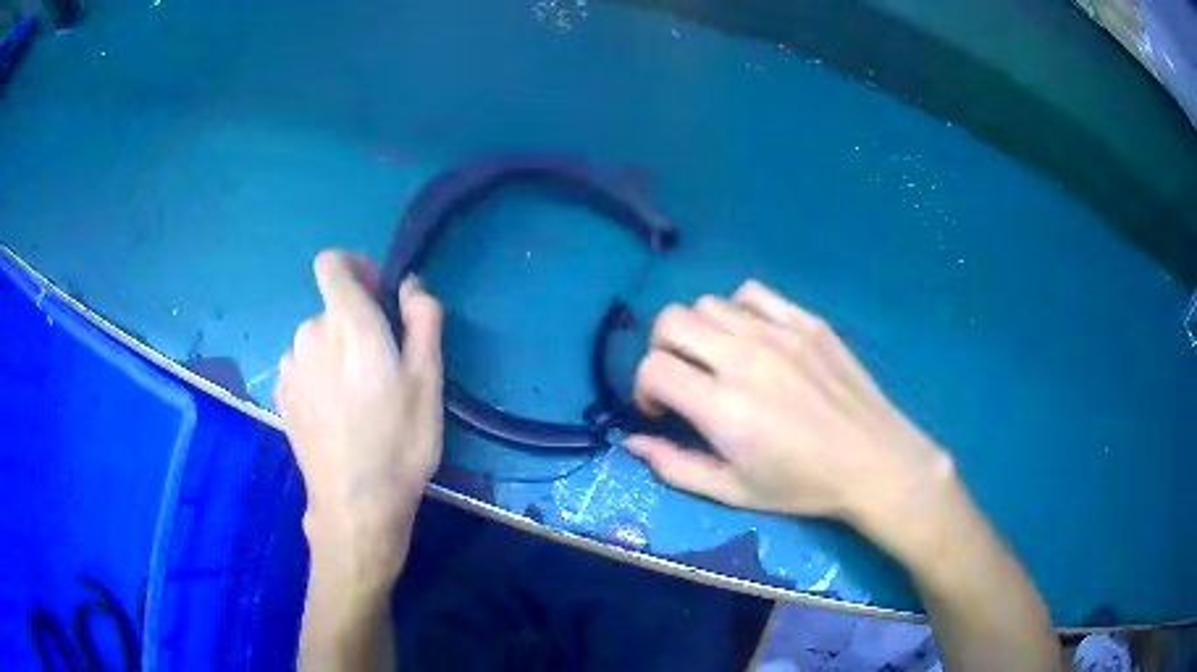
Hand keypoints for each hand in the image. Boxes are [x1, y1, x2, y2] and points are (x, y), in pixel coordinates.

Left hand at [275, 250, 442, 584]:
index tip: (377, 298)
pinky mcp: (281, 395)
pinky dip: (317, 376)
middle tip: (381, 370)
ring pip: (315, 340)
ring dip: (334, 353)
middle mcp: (310, 334)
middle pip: (330, 308)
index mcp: (348, 323)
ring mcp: (290, 366)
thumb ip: (423, 318)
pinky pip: (301, 367)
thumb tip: (409, 285)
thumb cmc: (399, 442)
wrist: (356, 504)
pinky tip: (334, 415)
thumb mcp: (428, 380)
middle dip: (355, 325)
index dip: (355, 268)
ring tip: (357, 400)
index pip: (332, 262)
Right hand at [625, 280, 951, 530]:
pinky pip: (753, 293)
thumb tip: (631, 442)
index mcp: (722, 406)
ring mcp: (778, 332)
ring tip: (719, 360)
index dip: (643, 389)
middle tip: (683, 380)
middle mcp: (743, 358)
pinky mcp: (806, 320)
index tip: (663, 410)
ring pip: (707, 303)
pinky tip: (753, 338)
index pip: (653, 368)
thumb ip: (675, 467)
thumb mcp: (733, 491)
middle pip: (671, 321)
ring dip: (699, 331)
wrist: (872, 460)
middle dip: (662, 350)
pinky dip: (738, 310)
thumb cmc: (802, 485)